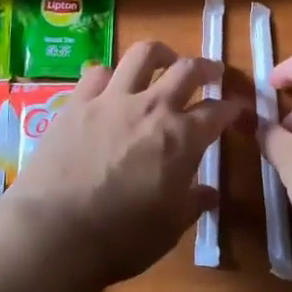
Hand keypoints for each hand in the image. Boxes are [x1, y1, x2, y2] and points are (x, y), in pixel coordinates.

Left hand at [0, 41, 239, 291]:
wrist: (55, 231)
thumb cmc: (121, 238)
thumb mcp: (169, 228)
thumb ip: (192, 203)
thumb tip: (210, 193)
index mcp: (182, 138)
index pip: (217, 112)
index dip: (231, 108)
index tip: (237, 108)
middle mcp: (152, 107)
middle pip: (186, 70)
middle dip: (205, 67)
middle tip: (212, 71)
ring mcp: (112, 100)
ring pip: (143, 55)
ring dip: (161, 53)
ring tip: (165, 59)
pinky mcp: (77, 102)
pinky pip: (98, 72)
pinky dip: (111, 74)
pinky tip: (111, 84)